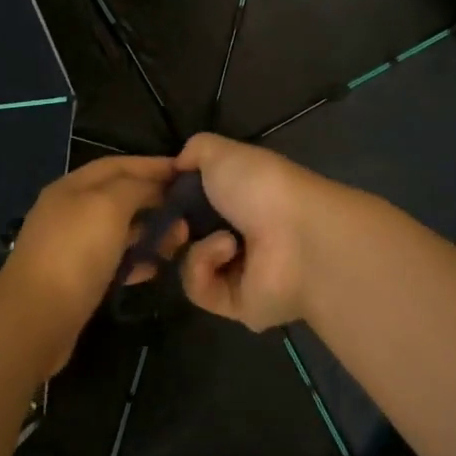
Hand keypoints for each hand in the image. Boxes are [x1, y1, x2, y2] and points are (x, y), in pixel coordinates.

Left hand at [0, 154, 175, 375]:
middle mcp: (69, 211)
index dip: (151, 165)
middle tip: (189, 211)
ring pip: (118, 229)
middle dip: (154, 199)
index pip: (117, 164)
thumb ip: (134, 187)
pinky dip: (136, 259)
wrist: (34, 320)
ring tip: (180, 239)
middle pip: (118, 196)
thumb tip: (154, 184)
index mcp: (72, 186)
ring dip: (149, 231)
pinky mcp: (75, 279)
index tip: (186, 171)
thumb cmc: (74, 254)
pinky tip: (156, 268)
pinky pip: (113, 260)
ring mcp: (70, 246)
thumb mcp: (108, 207)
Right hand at [174, 133, 340, 331]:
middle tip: (176, 220)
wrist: (296, 236)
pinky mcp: (235, 304)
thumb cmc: (260, 185)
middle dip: (174, 227)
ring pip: (188, 262)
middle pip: (186, 236)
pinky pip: (199, 288)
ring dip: (196, 246)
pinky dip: (205, 265)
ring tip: (220, 237)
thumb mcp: (220, 152)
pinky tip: (229, 250)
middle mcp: (239, 233)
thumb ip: (195, 151)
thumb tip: (178, 165)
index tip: (158, 193)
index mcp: (239, 197)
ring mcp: (238, 272)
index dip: (173, 197)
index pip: (195, 201)